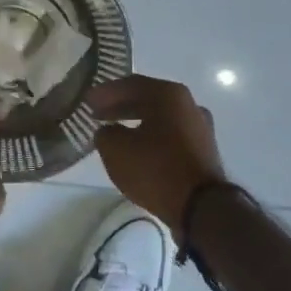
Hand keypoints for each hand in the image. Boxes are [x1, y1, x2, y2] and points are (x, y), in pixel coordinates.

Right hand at [88, 75, 229, 235]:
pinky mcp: (203, 150)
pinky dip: (151, 137)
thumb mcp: (116, 150)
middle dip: (120, 106)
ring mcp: (200, 128)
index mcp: (170, 95)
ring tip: (114, 133)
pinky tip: (137, 150)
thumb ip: (106, 134)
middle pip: (148, 99)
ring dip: (136, 122)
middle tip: (97, 114)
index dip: (106, 92)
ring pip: (161, 118)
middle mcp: (189, 105)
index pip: (131, 84)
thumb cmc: (156, 169)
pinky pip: (171, 136)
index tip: (87, 101)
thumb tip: (108, 131)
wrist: (201, 206)